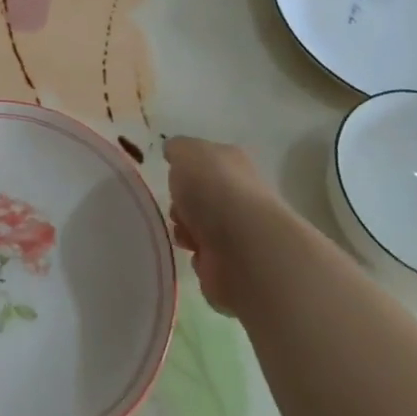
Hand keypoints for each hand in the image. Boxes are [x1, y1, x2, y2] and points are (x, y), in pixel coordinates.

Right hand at [164, 136, 282, 314]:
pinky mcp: (236, 267)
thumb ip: (178, 149)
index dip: (185, 170)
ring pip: (199, 229)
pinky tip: (200, 255)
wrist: (244, 248)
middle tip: (177, 209)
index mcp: (232, 164)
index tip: (172, 178)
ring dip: (186, 232)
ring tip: (187, 236)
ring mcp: (240, 233)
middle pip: (199, 198)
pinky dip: (198, 259)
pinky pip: (206, 260)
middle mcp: (240, 196)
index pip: (206, 162)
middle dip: (181, 205)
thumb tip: (175, 152)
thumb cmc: (213, 190)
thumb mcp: (186, 152)